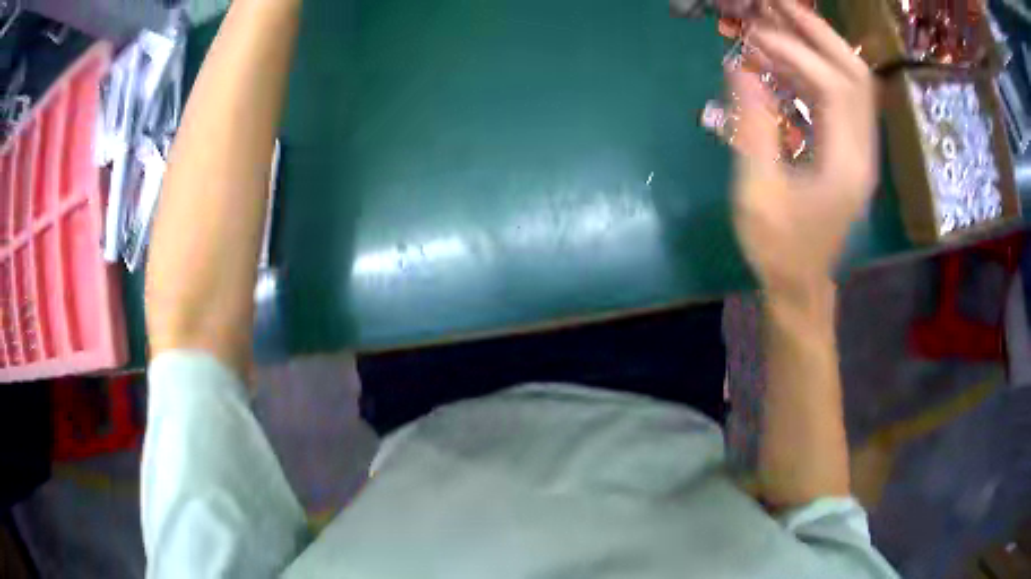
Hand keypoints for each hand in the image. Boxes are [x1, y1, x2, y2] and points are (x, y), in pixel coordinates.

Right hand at [730, 0, 876, 300]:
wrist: (801, 284)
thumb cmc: (778, 247)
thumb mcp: (758, 191)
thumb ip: (752, 125)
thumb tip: (737, 65)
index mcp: (847, 165)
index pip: (835, 88)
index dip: (796, 53)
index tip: (753, 35)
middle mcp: (863, 150)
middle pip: (856, 75)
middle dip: (818, 33)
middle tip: (778, 5)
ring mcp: (859, 149)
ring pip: (851, 82)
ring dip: (817, 46)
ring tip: (776, 21)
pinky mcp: (848, 148)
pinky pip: (838, 98)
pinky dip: (811, 71)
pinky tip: (780, 61)